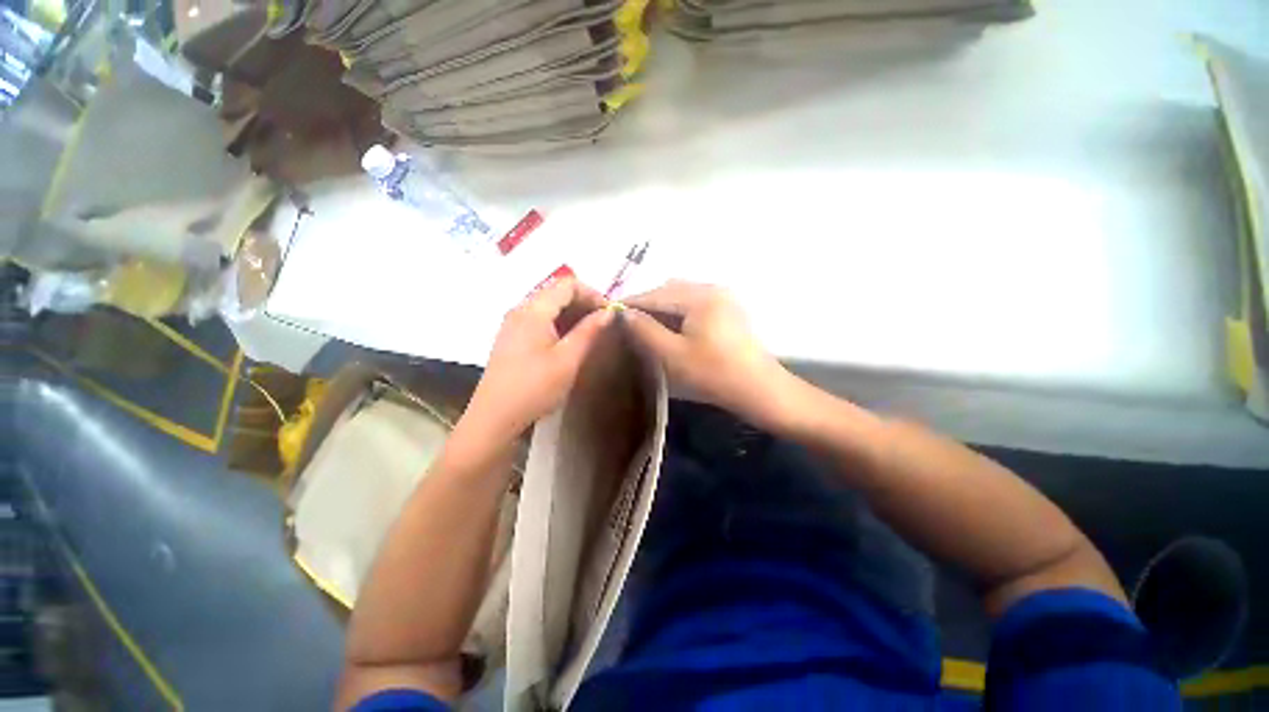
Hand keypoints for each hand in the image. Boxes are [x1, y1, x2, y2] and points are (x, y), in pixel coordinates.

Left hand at [463, 278, 613, 442]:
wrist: (494, 417)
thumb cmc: (535, 387)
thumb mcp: (568, 359)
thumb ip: (589, 331)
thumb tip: (608, 312)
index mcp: (533, 310)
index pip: (567, 284)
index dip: (592, 293)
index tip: (609, 313)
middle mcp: (520, 310)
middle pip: (556, 293)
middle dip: (583, 303)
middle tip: (603, 324)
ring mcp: (512, 324)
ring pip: (548, 307)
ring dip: (571, 315)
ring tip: (590, 334)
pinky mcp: (511, 339)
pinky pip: (539, 320)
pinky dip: (558, 324)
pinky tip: (568, 342)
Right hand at [622, 281, 793, 428]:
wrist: (759, 389)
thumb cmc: (713, 374)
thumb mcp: (672, 355)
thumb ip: (645, 330)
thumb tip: (624, 313)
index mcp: (699, 296)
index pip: (655, 294)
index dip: (631, 303)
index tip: (610, 314)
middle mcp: (712, 288)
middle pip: (669, 290)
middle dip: (646, 304)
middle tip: (628, 323)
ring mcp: (723, 297)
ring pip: (681, 295)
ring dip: (662, 307)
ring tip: (646, 327)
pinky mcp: (728, 308)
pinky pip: (694, 302)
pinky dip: (678, 311)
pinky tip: (671, 328)